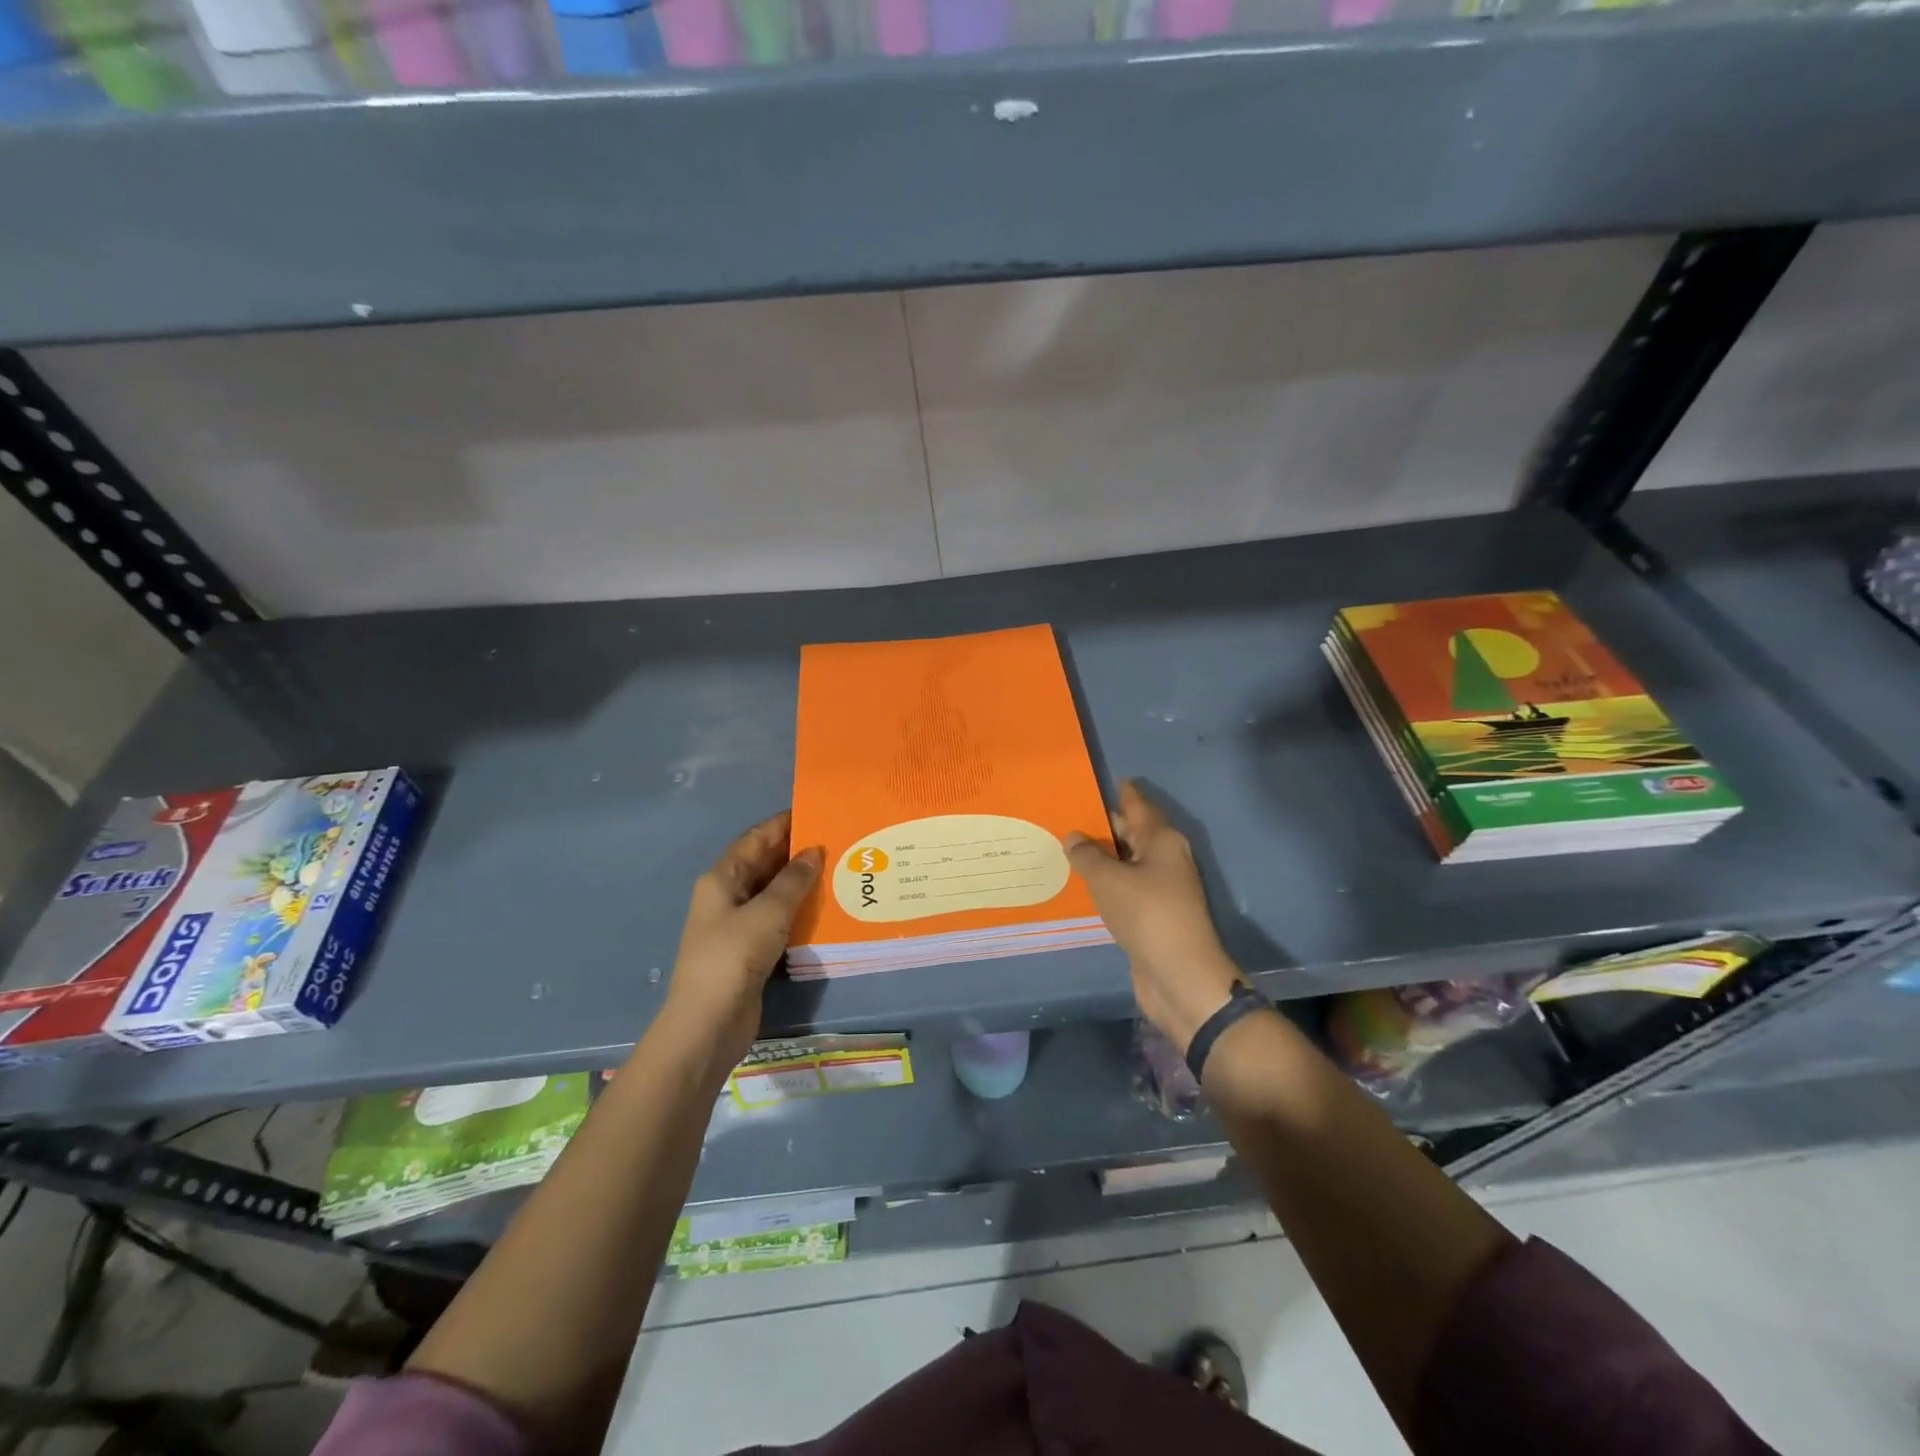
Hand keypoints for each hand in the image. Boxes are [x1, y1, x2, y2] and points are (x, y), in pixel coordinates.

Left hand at [664, 811, 822, 1070]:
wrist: (709, 1023)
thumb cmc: (733, 957)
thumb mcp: (768, 912)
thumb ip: (793, 880)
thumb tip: (814, 851)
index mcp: (722, 878)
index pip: (756, 838)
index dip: (784, 823)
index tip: (818, 811)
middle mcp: (728, 896)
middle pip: (765, 863)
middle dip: (798, 852)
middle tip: (839, 841)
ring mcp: (738, 925)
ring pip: (774, 893)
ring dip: (802, 883)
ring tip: (841, 871)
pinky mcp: (751, 950)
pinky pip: (779, 920)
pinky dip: (800, 912)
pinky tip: (828, 909)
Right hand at [1065, 781, 1243, 1048]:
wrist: (1179, 975)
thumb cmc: (1147, 914)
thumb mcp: (1109, 879)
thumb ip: (1087, 855)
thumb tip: (1073, 836)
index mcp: (1161, 841)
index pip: (1138, 806)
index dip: (1121, 793)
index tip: (1099, 781)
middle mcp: (1164, 859)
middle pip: (1133, 832)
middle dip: (1105, 824)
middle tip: (1069, 813)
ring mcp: (1160, 888)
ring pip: (1127, 862)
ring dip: (1102, 855)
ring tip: (1067, 845)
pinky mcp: (1152, 914)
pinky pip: (1124, 887)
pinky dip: (1106, 882)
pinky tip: (1083, 882)